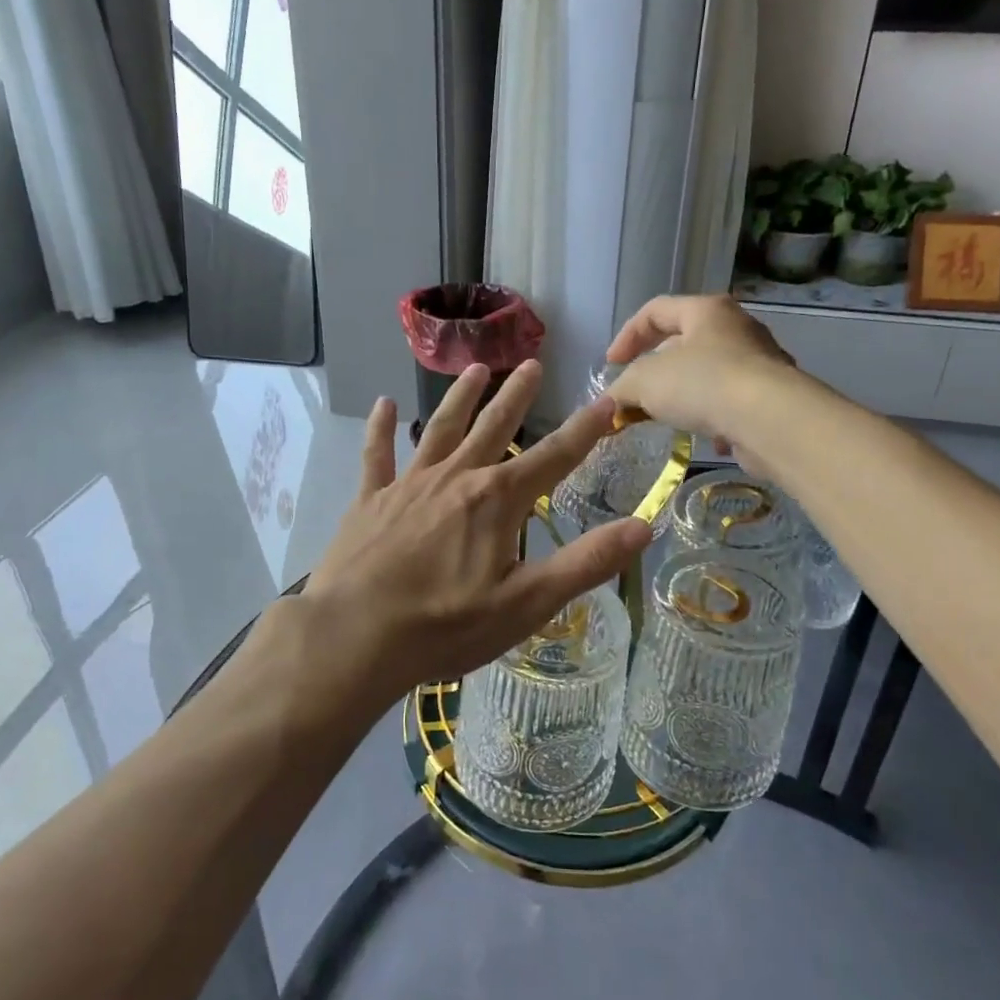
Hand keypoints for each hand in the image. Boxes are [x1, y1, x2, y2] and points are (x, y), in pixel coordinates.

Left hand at [297, 360, 651, 710]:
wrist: (356, 635)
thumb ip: (586, 562)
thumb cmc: (447, 625)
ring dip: (461, 398)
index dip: (585, 429)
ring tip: (476, 370)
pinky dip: (382, 429)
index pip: (554, 457)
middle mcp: (456, 478)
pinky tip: (385, 405)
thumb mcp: (528, 602)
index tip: (606, 399)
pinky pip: (378, 455)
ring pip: (442, 430)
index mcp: (498, 500)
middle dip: (517, 396)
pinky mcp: (370, 500)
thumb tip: (644, 526)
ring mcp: (409, 484)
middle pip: (494, 427)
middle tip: (532, 364)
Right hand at [604, 295, 798, 473]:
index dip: (627, 335)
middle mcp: (737, 329)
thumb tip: (611, 402)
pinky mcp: (772, 397)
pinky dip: (714, 418)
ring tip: (668, 418)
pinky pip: (732, 402)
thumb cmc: (703, 383)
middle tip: (637, 395)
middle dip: (655, 370)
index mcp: (706, 310)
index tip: (611, 365)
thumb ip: (622, 387)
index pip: (656, 310)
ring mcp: (760, 362)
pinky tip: (707, 438)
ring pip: (709, 374)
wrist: (770, 420)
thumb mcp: (645, 381)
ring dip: (684, 395)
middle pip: (684, 342)